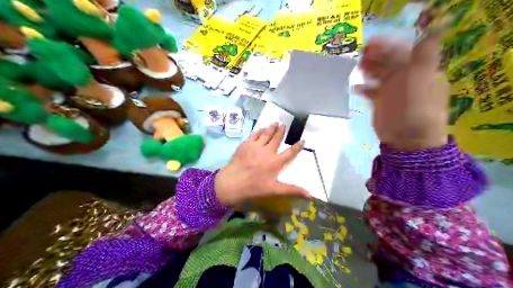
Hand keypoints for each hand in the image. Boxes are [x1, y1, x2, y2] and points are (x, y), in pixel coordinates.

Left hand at [215, 121, 309, 209]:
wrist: (232, 182)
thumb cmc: (254, 187)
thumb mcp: (274, 190)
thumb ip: (292, 190)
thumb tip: (310, 195)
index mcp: (276, 162)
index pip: (290, 153)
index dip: (297, 146)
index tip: (302, 140)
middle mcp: (268, 151)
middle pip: (276, 139)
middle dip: (281, 131)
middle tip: (284, 125)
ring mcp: (256, 146)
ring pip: (266, 134)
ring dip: (271, 128)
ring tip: (275, 123)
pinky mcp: (246, 144)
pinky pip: (254, 135)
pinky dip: (259, 131)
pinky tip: (261, 129)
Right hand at [358, 33, 449, 149]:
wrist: (407, 138)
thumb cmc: (415, 106)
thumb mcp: (421, 76)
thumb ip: (422, 54)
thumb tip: (432, 27)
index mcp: (421, 69)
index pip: (405, 50)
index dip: (390, 45)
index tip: (373, 42)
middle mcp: (407, 78)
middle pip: (390, 61)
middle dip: (376, 56)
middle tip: (361, 54)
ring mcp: (393, 91)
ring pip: (379, 74)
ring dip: (369, 69)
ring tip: (358, 67)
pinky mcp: (381, 103)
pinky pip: (371, 91)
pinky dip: (363, 88)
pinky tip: (356, 87)